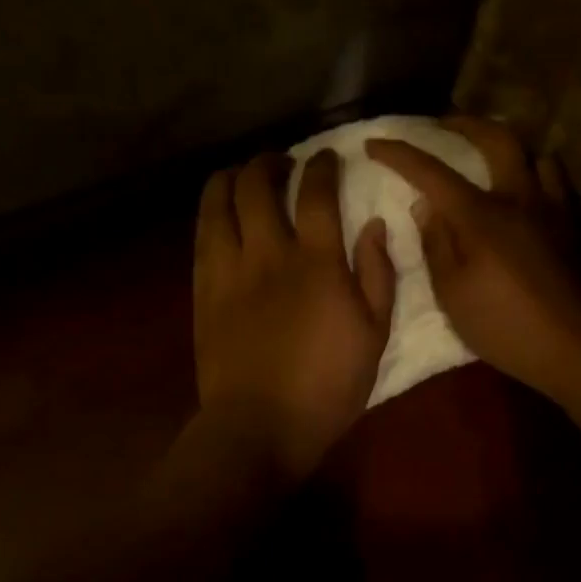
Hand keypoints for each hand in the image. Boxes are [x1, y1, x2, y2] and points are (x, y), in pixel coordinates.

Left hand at [193, 150, 395, 480]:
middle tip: (280, 163)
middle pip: (258, 185)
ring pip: (219, 202)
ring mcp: (229, 270)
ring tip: (241, 176)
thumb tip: (374, 225)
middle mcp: (268, 253)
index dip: (321, 164)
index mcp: (317, 262)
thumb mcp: (375, 334)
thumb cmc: (327, 386)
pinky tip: (219, 213)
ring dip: (231, 178)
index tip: (326, 156)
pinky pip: (202, 236)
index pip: (316, 192)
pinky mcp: (203, 290)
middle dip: (269, 162)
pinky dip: (211, 213)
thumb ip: (378, 274)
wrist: (259, 425)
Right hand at [365, 117, 580, 402]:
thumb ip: (435, 244)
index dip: (400, 154)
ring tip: (488, 156)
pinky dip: (534, 172)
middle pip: (495, 138)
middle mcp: (518, 198)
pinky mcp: (572, 225)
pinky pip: (554, 180)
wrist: (576, 347)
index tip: (374, 143)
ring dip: (506, 147)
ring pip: (533, 154)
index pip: (432, 172)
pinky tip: (525, 190)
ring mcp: (551, 208)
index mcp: (480, 216)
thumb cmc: (504, 325)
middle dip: (463, 124)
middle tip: (442, 123)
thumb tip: (424, 205)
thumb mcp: (452, 293)